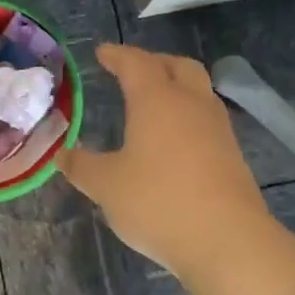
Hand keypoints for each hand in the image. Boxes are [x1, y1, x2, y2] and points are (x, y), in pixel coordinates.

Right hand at [61, 44, 268, 282]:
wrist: (226, 241)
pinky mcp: (232, 155)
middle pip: (178, 66)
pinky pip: (206, 120)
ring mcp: (218, 129)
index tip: (102, 53)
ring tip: (153, 104)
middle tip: (132, 71)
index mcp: (157, 100)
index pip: (136, 63)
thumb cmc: (157, 202)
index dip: (117, 55)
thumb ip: (81, 166)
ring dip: (176, 88)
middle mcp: (191, 104)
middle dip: (154, 62)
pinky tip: (173, 141)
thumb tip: (62, 155)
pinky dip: (187, 117)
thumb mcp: (105, 185)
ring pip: (198, 91)